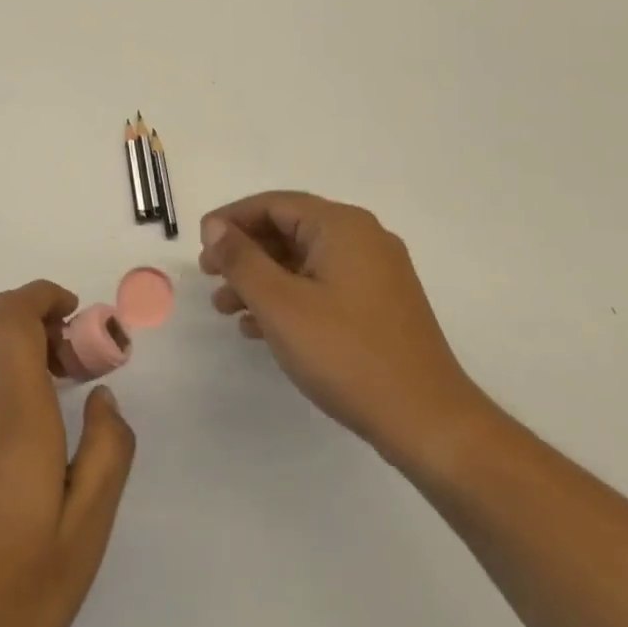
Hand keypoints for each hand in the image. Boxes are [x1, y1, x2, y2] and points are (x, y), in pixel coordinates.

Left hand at [0, 281, 136, 626]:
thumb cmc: (14, 586)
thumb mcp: (86, 531)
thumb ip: (106, 451)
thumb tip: (102, 397)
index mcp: (12, 414)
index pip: (12, 316)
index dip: (43, 296)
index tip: (75, 314)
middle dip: (35, 318)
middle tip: (69, 360)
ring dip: (9, 338)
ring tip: (42, 384)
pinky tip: (5, 413)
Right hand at [200, 191, 490, 474]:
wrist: (427, 422)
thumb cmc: (346, 354)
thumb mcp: (280, 304)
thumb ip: (241, 259)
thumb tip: (215, 227)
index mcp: (342, 226)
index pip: (274, 204)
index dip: (231, 219)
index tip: (200, 244)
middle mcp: (363, 239)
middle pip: (289, 230)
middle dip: (244, 252)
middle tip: (209, 275)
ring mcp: (375, 274)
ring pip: (303, 262)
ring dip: (261, 279)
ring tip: (225, 308)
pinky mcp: (379, 306)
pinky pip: (322, 286)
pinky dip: (288, 298)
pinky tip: (259, 328)